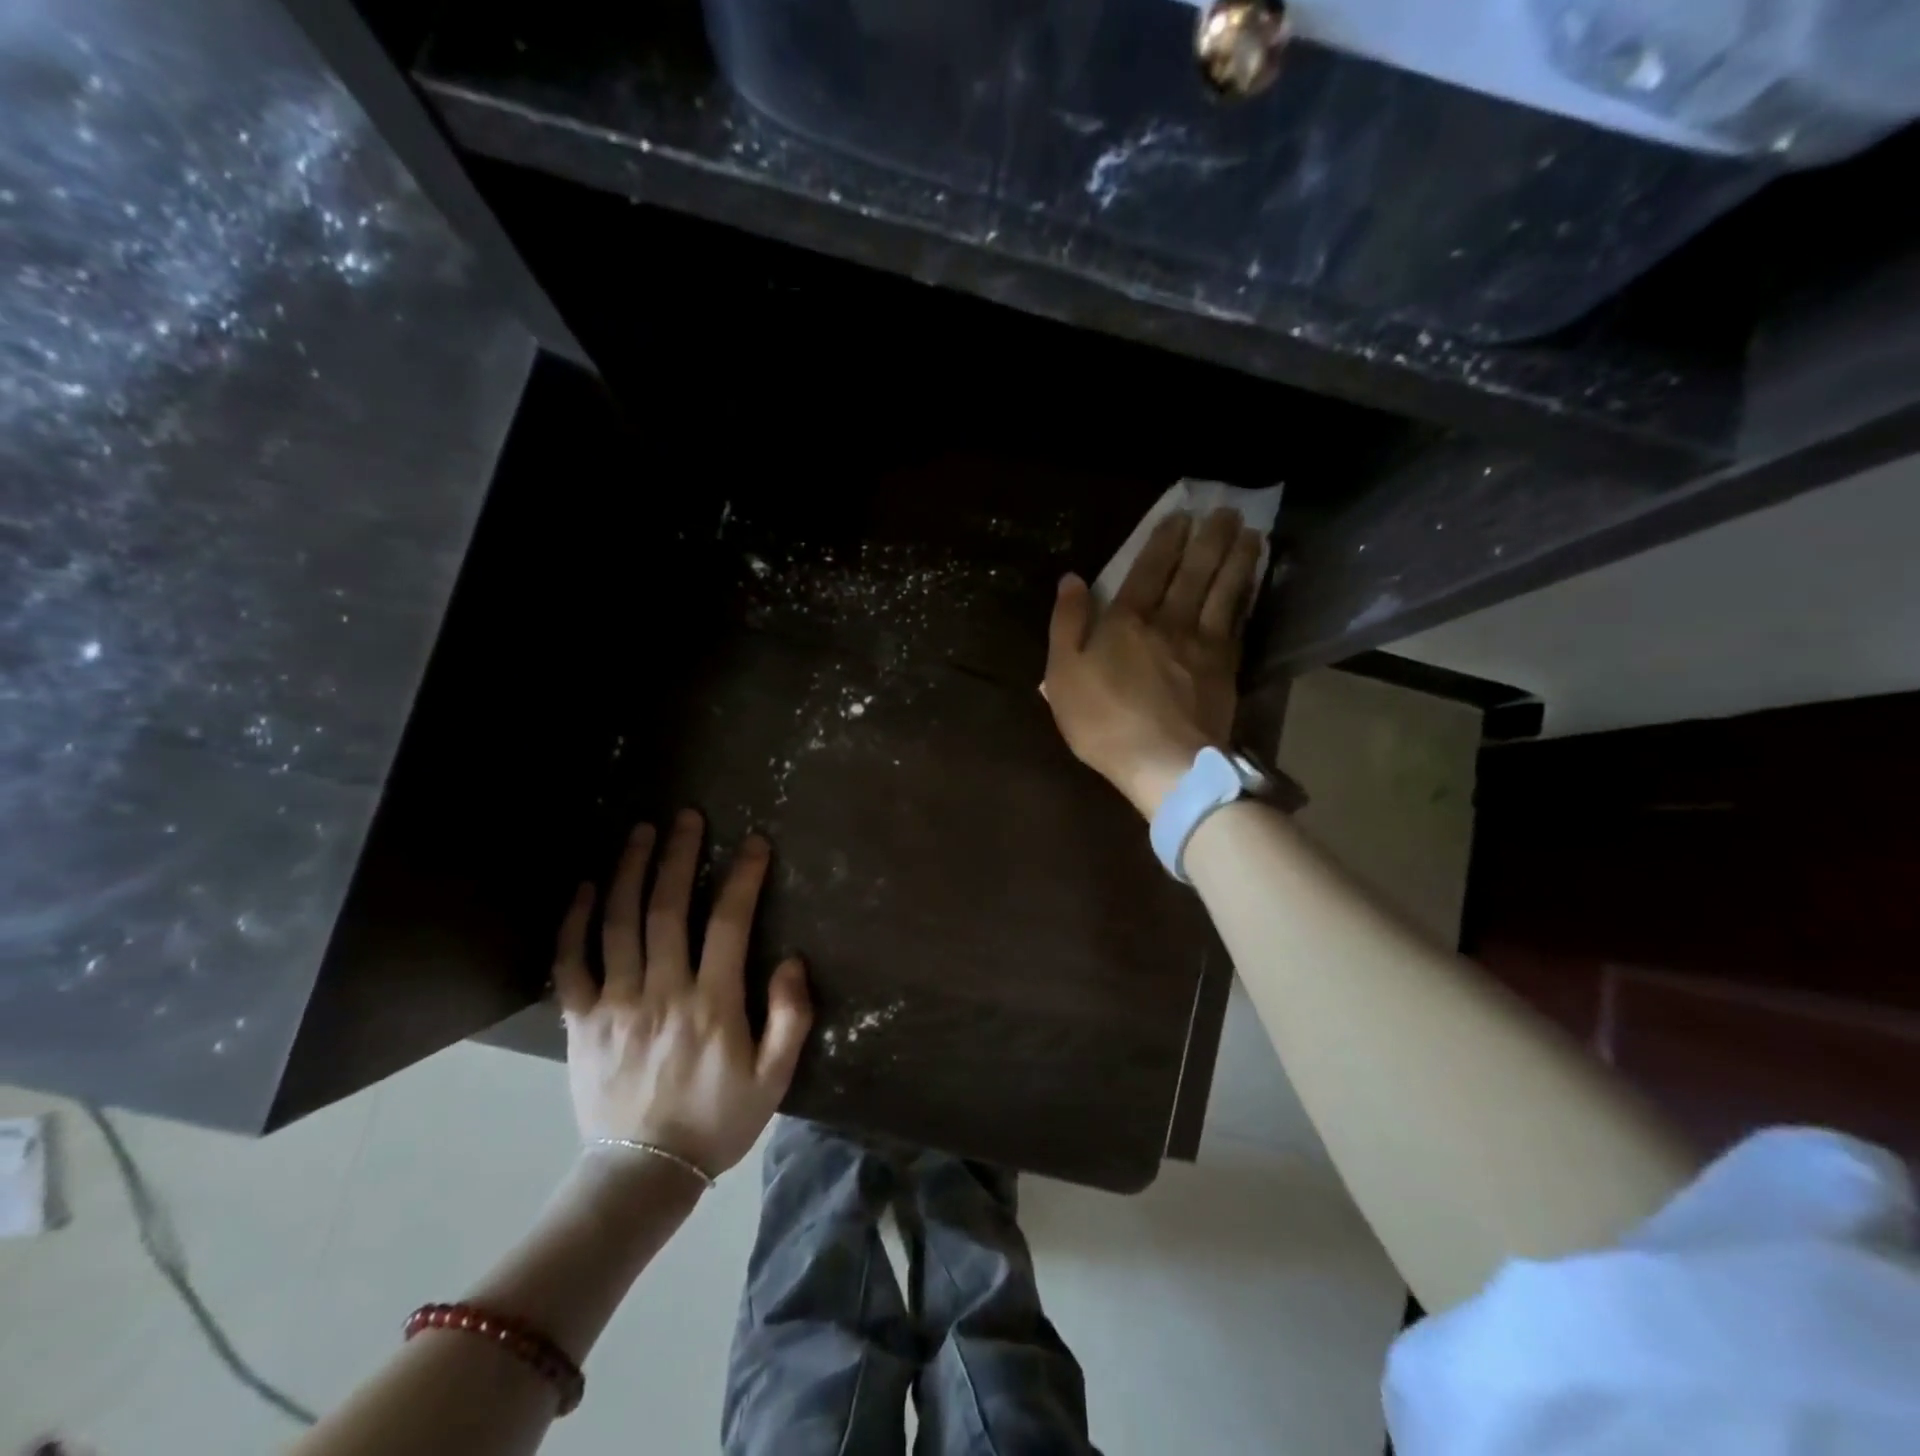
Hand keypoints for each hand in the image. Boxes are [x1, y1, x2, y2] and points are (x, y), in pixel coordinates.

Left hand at [552, 810, 812, 1180]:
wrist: (643, 1173)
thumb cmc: (717, 1120)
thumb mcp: (774, 1078)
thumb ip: (790, 1017)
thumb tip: (793, 961)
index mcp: (712, 1003)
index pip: (730, 923)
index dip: (743, 877)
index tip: (753, 843)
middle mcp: (662, 991)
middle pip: (669, 909)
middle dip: (680, 856)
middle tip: (687, 817)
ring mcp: (615, 1003)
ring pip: (619, 923)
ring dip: (631, 872)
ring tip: (641, 832)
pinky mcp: (581, 1021)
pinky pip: (569, 963)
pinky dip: (574, 922)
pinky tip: (585, 889)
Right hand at [1043, 508, 1262, 818]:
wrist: (1163, 762)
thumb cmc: (1102, 721)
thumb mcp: (1063, 674)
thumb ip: (1066, 623)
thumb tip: (1072, 578)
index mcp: (1126, 621)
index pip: (1148, 569)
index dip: (1165, 540)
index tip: (1182, 516)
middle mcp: (1169, 621)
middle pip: (1193, 571)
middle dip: (1208, 538)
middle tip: (1225, 510)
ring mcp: (1203, 643)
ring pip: (1223, 590)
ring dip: (1236, 558)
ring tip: (1250, 532)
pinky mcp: (1226, 668)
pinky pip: (1239, 621)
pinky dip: (1247, 596)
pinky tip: (1253, 583)